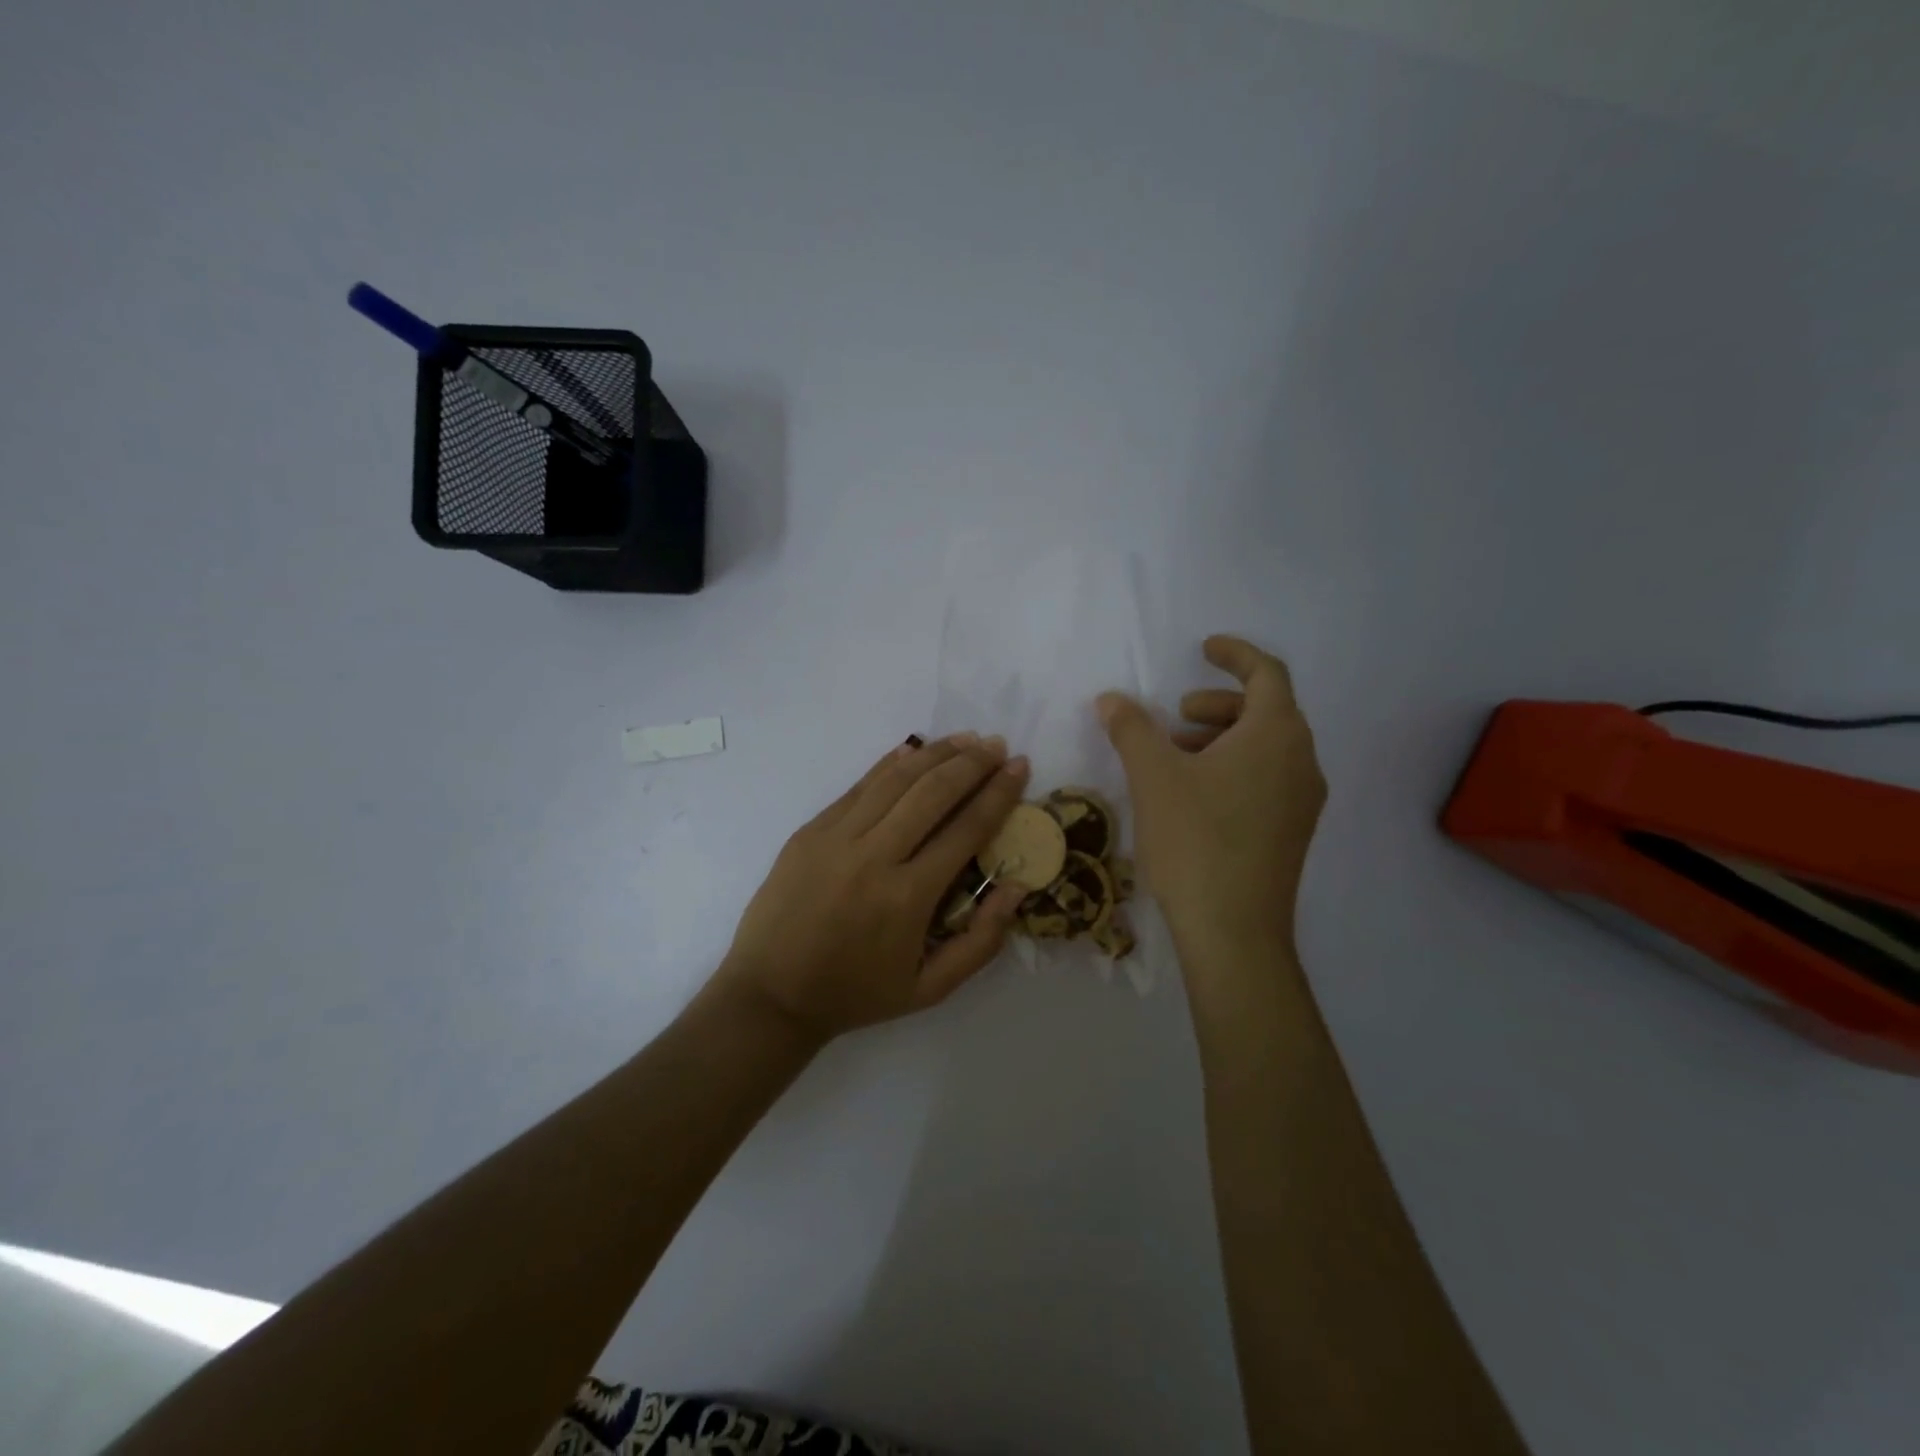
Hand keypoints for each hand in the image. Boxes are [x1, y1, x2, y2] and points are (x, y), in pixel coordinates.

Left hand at [714, 734, 1030, 1043]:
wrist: (770, 994)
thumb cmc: (856, 994)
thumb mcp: (930, 989)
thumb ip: (981, 942)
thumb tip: (1016, 887)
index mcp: (908, 897)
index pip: (966, 829)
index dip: (998, 794)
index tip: (1020, 767)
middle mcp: (874, 857)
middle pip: (933, 793)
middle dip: (972, 763)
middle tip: (997, 746)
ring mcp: (836, 838)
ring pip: (895, 780)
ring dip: (935, 754)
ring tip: (966, 739)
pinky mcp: (810, 831)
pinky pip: (858, 787)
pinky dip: (889, 765)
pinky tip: (913, 751)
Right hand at [1097, 636, 1324, 957]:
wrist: (1235, 931)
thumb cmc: (1196, 840)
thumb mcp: (1153, 777)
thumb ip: (1131, 729)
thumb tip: (1110, 699)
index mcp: (1277, 735)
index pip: (1267, 673)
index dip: (1235, 654)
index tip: (1203, 649)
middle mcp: (1301, 761)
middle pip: (1266, 711)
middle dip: (1218, 704)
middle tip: (1175, 716)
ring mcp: (1302, 801)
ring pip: (1266, 748)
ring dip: (1221, 738)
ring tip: (1175, 758)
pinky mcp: (1292, 832)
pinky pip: (1267, 778)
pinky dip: (1233, 768)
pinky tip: (1193, 795)